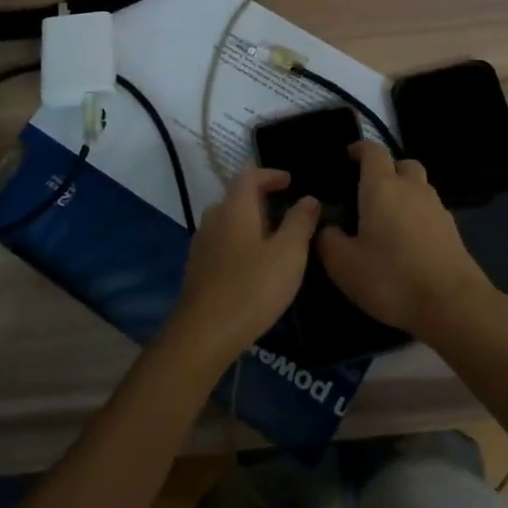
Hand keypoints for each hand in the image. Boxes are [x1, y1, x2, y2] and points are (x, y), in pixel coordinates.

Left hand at [168, 168, 320, 365]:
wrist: (205, 333)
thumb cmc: (252, 287)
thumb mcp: (289, 253)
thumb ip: (300, 222)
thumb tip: (309, 198)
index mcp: (235, 208)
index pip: (249, 176)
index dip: (270, 174)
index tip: (289, 181)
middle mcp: (214, 218)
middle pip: (236, 197)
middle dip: (260, 198)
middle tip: (285, 209)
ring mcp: (202, 243)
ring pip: (228, 220)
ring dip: (249, 221)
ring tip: (273, 236)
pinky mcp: (197, 268)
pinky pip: (221, 242)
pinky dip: (239, 241)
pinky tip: (252, 263)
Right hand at [317, 142, 494, 336]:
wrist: (452, 305)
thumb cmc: (391, 278)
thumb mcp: (344, 265)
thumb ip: (328, 241)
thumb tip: (326, 228)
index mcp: (382, 187)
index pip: (373, 151)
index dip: (360, 149)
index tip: (349, 156)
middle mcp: (412, 188)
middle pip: (402, 164)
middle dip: (387, 169)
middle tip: (370, 190)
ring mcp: (437, 208)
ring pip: (420, 186)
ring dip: (405, 192)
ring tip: (388, 217)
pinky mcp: (453, 230)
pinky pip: (431, 210)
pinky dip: (418, 215)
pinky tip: (409, 240)